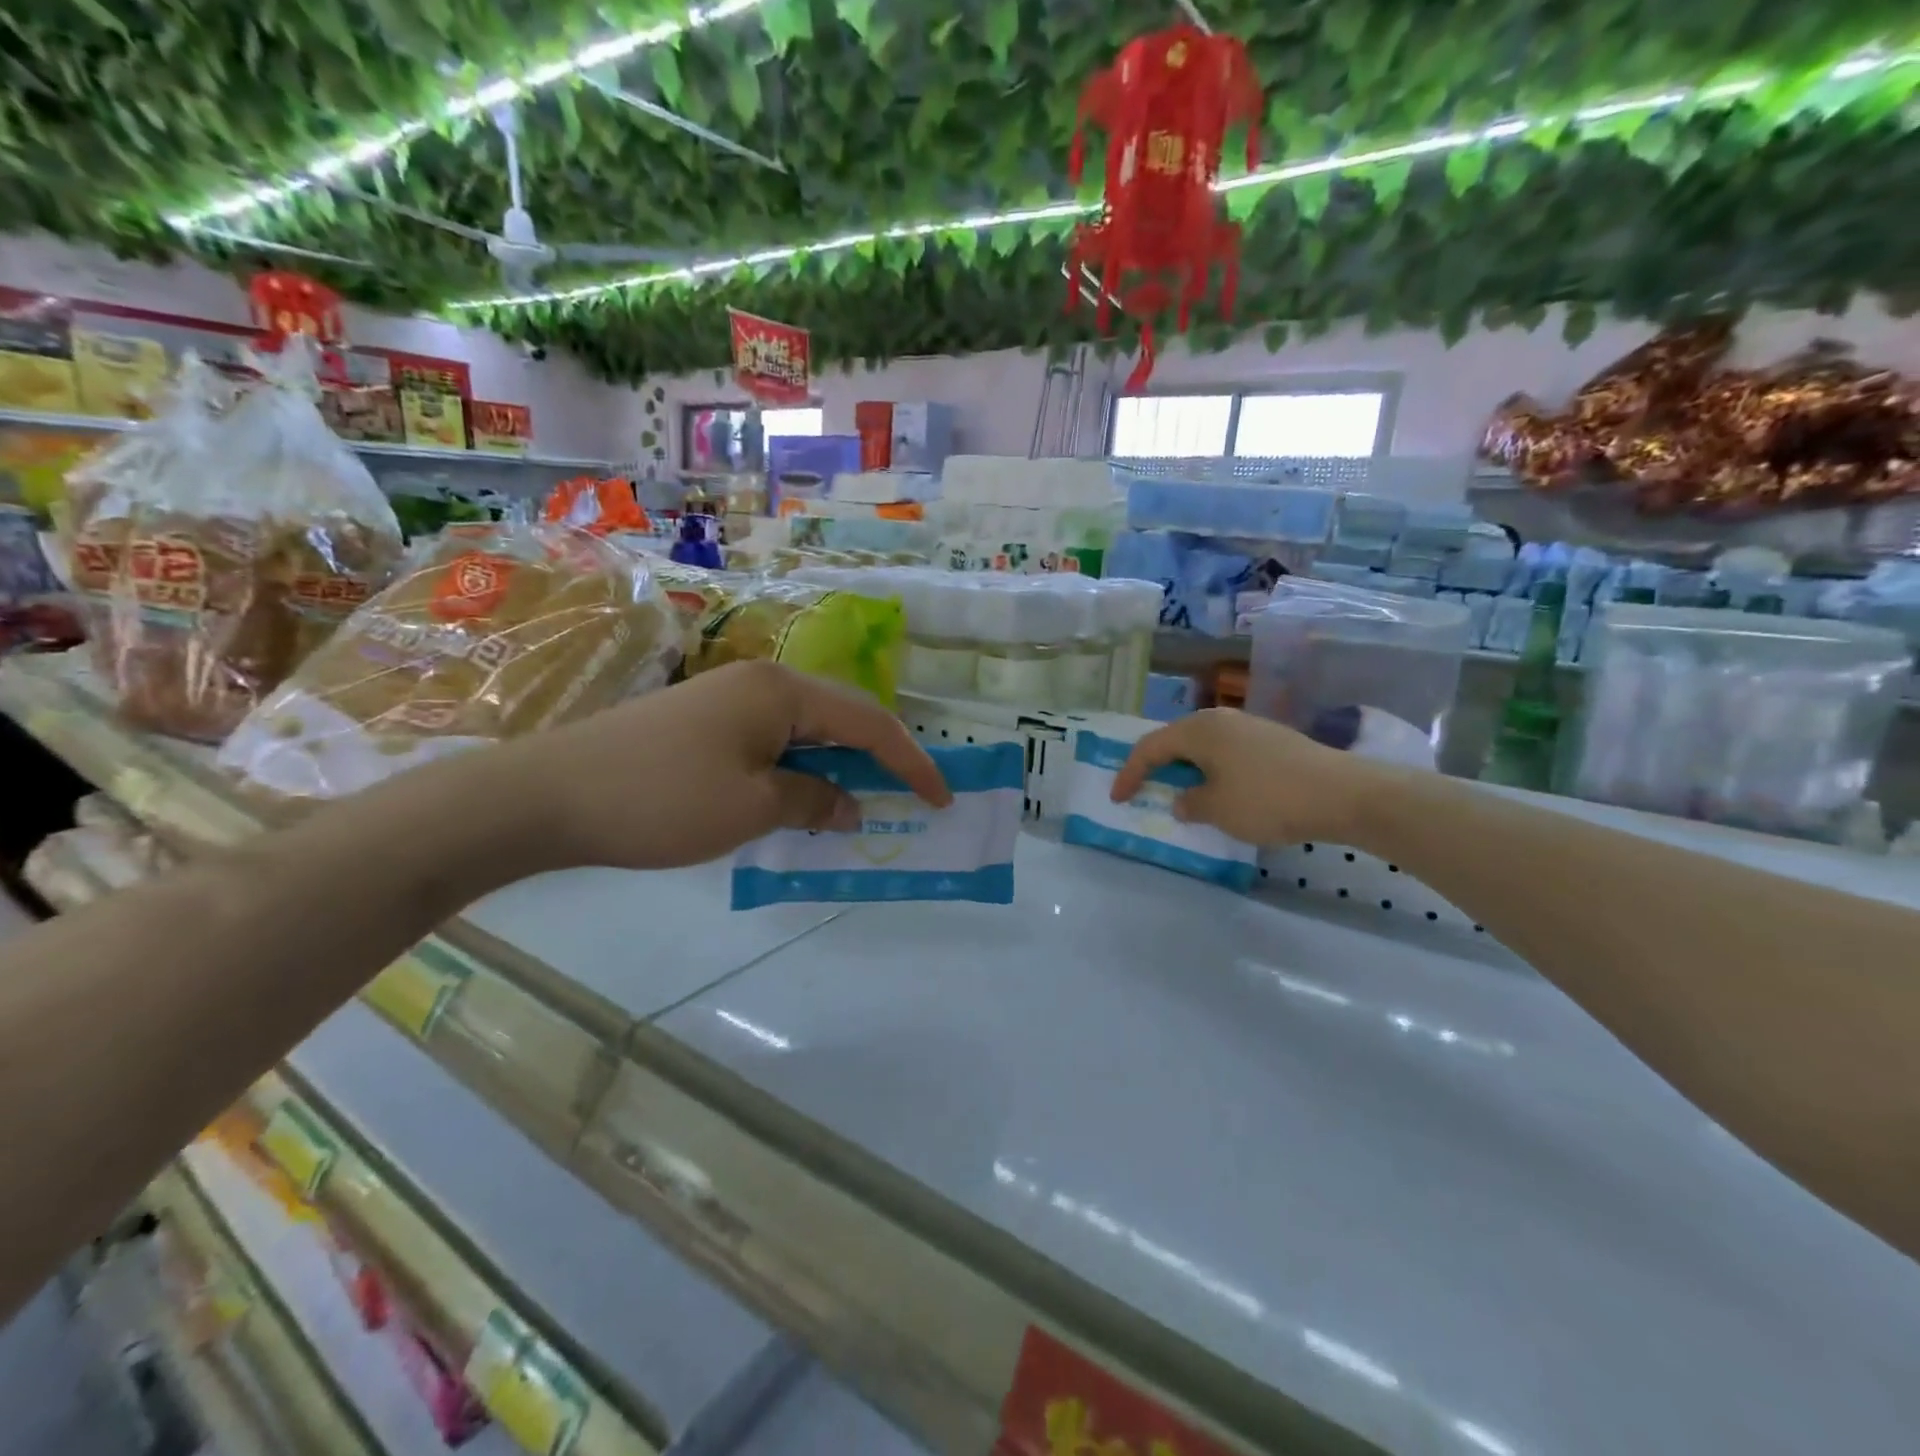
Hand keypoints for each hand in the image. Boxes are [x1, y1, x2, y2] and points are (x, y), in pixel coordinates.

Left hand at [489, 661, 950, 871]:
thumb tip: (848, 804)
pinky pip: (771, 743)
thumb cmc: (661, 799)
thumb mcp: (750, 808)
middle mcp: (761, 682)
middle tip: (908, 800)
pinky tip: (800, 800)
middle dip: (879, 760)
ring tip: (859, 806)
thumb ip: (813, 801)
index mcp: (782, 691)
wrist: (546, 795)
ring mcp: (728, 699)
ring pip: (805, 732)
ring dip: (836, 768)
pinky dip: (798, 772)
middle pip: (841, 718)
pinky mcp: (703, 721)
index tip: (940, 799)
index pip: (869, 722)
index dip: (911, 762)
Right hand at [1109, 708, 1387, 845]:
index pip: (1150, 747)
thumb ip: (1189, 803)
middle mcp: (1220, 719)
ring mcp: (1249, 726)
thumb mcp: (1217, 809)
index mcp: (1198, 730)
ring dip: (1187, 770)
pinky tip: (1222, 792)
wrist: (1343, 793)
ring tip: (1182, 793)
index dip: (1130, 773)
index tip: (1118, 798)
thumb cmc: (1267, 799)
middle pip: (1176, 740)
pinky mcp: (1272, 740)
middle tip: (1144, 789)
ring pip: (1204, 746)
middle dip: (1157, 766)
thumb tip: (1183, 800)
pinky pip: (1228, 753)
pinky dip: (1213, 771)